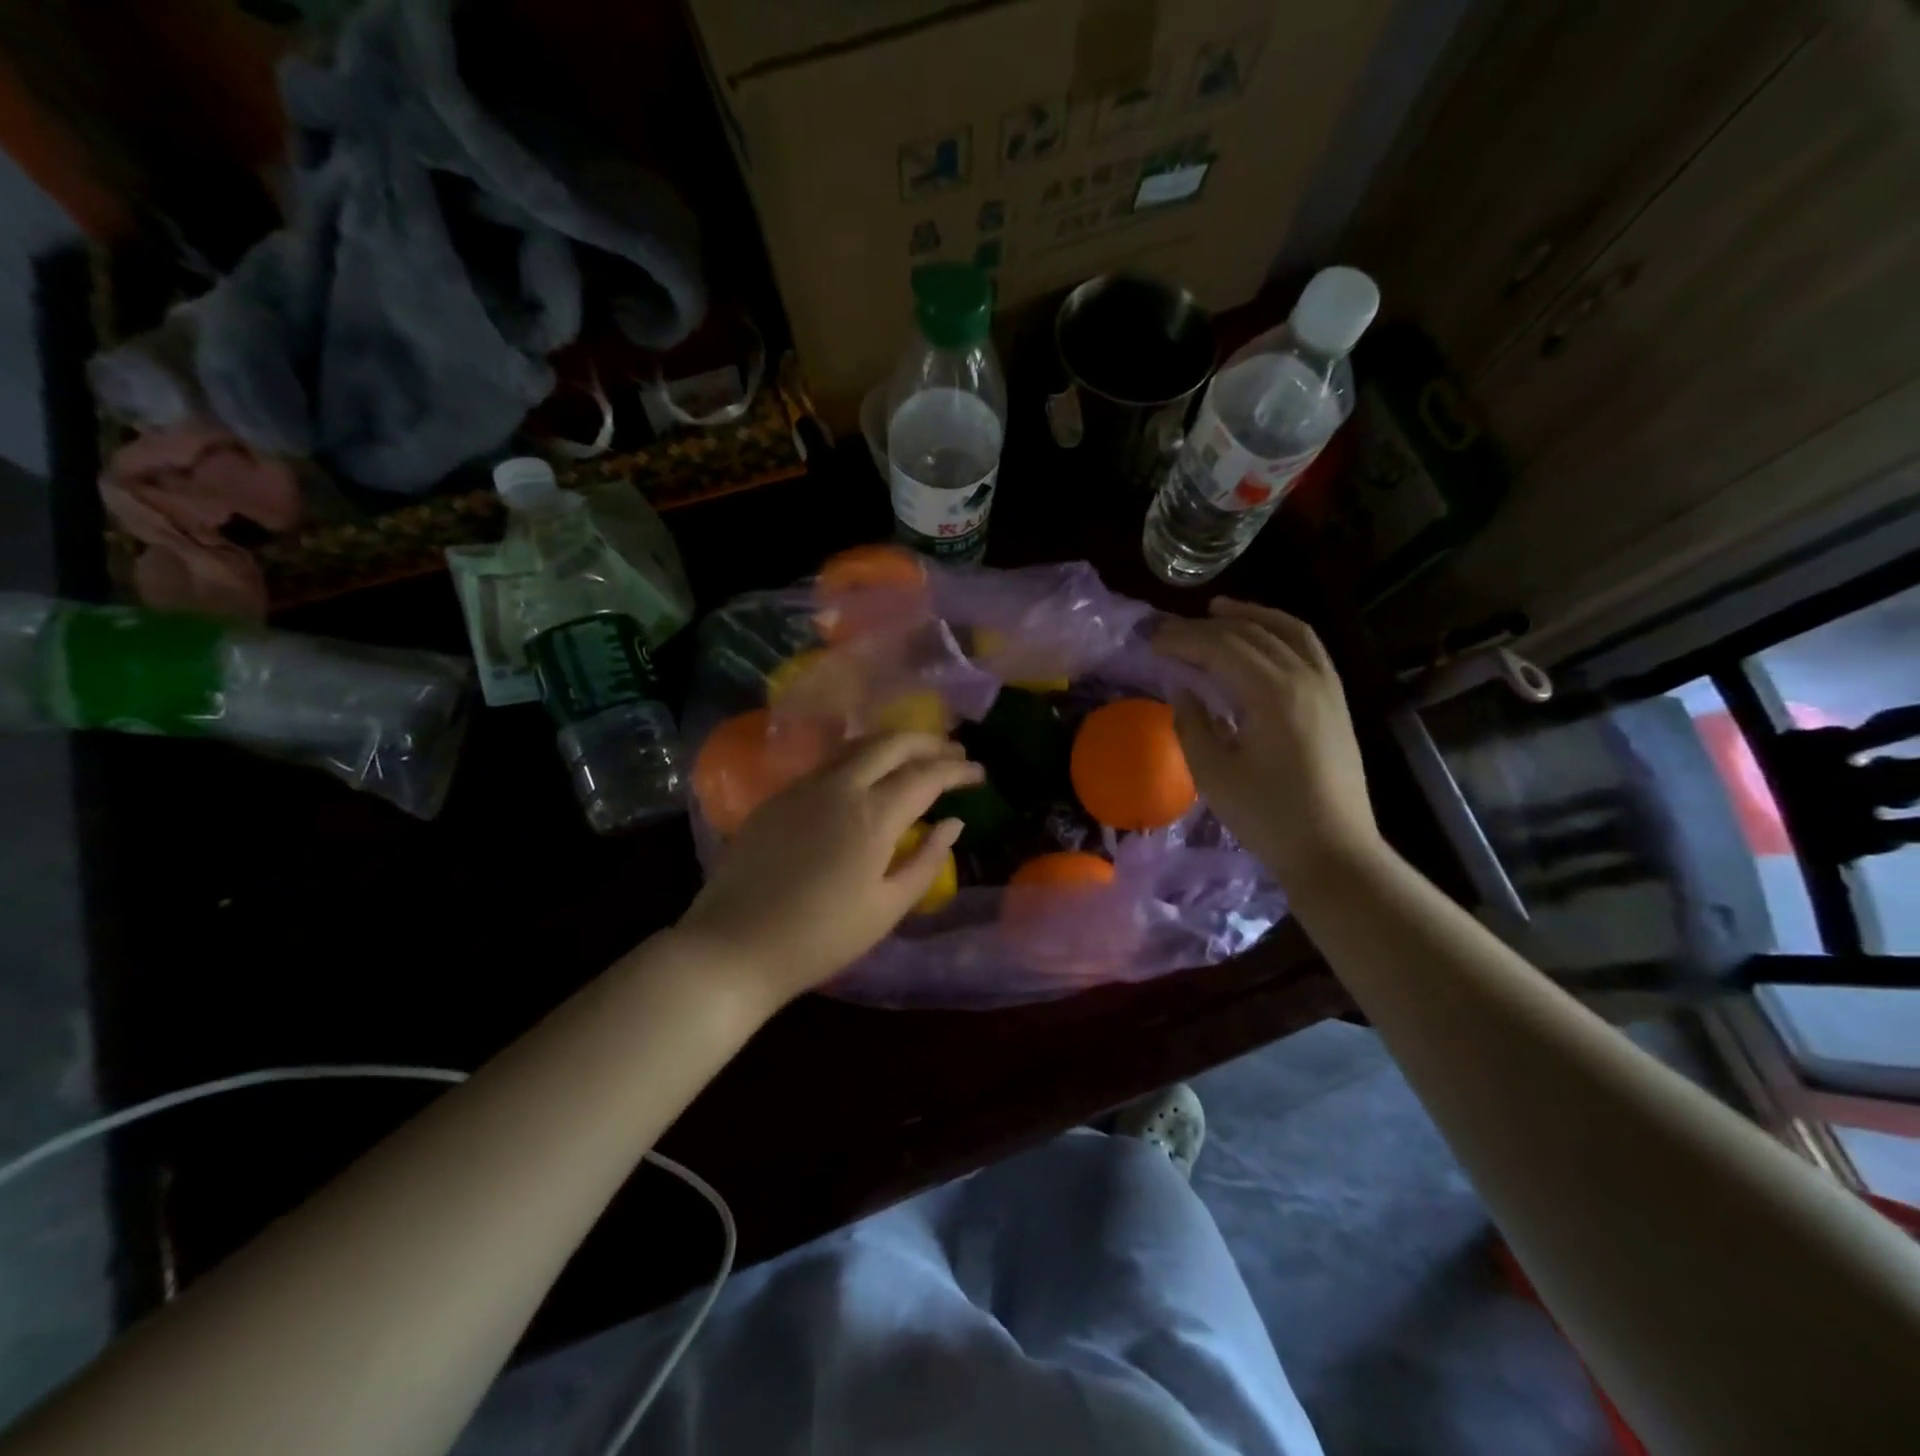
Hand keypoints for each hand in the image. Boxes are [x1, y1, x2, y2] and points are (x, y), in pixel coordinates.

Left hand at [673, 732, 982, 1006]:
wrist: (734, 946)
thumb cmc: (821, 937)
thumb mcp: (887, 908)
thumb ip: (926, 861)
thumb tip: (953, 825)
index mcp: (872, 816)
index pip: (925, 776)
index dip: (957, 771)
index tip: (979, 773)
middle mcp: (839, 787)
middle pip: (891, 743)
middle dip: (928, 742)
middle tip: (953, 753)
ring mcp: (803, 787)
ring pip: (856, 745)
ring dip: (892, 743)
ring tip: (914, 755)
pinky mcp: (777, 797)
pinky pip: (827, 763)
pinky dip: (858, 758)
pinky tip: (865, 776)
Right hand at [1154, 599, 1381, 884]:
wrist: (1333, 851)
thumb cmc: (1267, 816)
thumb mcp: (1213, 773)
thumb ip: (1192, 723)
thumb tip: (1183, 688)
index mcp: (1273, 693)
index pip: (1221, 647)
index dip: (1183, 640)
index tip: (1151, 642)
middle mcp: (1305, 676)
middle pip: (1251, 633)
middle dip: (1206, 627)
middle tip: (1170, 631)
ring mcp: (1327, 686)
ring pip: (1287, 631)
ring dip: (1250, 616)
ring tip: (1217, 610)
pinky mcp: (1336, 700)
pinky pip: (1309, 648)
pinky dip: (1281, 632)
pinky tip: (1261, 638)